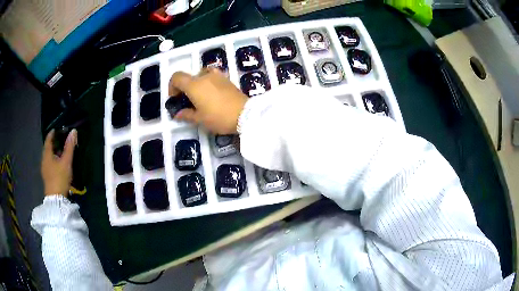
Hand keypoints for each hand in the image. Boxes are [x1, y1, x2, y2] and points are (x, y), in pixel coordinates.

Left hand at [41, 129, 76, 195]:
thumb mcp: (66, 162)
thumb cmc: (60, 178)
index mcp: (47, 154)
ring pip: (48, 156)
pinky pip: (49, 163)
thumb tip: (73, 131)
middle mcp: (44, 160)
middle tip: (61, 139)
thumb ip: (69, 147)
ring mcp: (45, 169)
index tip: (57, 129)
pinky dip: (53, 160)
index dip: (52, 133)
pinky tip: (58, 163)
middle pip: (48, 148)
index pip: (48, 139)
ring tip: (61, 151)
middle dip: (53, 143)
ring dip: (54, 152)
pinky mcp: (47, 177)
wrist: (56, 200)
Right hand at [169, 68, 247, 134]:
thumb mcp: (200, 119)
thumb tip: (177, 114)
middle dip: (184, 87)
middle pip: (189, 76)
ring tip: (200, 97)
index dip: (172, 86)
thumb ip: (186, 114)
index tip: (175, 98)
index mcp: (194, 84)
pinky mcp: (227, 79)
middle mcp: (204, 76)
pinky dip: (208, 82)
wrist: (245, 114)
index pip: (177, 77)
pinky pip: (212, 76)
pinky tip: (212, 94)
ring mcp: (217, 75)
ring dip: (197, 84)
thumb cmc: (219, 117)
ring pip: (201, 75)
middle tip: (187, 101)